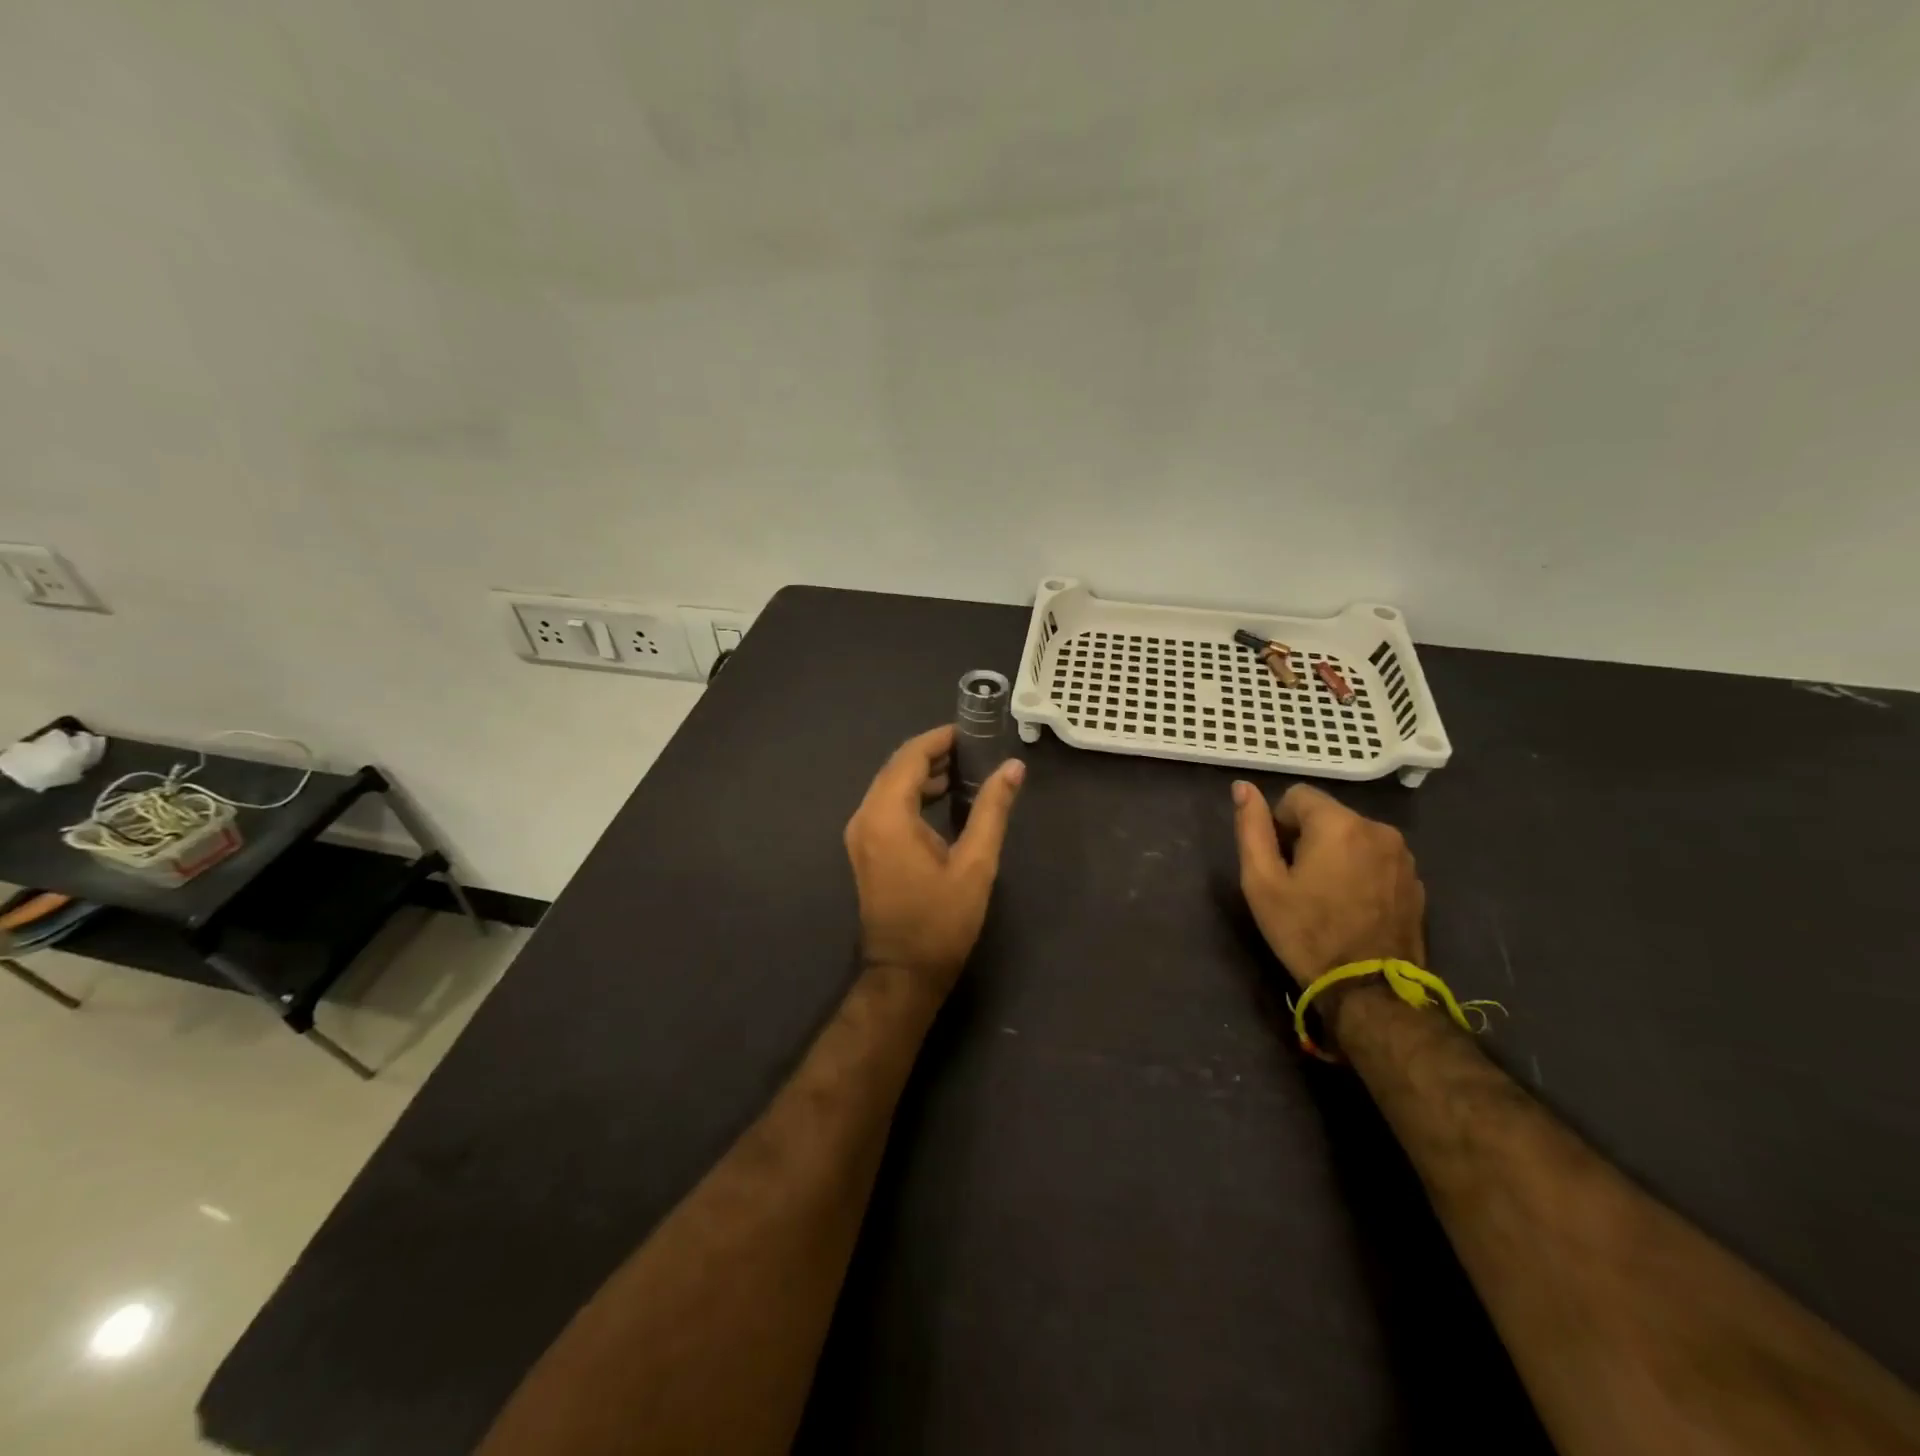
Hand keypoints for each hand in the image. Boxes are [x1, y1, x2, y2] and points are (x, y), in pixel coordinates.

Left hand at [845, 726, 1024, 994]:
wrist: (904, 973)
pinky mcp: (865, 848)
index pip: (910, 757)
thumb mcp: (976, 864)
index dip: (940, 739)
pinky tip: (943, 798)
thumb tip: (1013, 767)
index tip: (971, 731)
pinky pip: (887, 805)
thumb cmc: (942, 921)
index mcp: (887, 816)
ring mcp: (860, 834)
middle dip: (933, 753)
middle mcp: (865, 817)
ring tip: (965, 770)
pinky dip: (912, 794)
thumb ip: (992, 810)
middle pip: (896, 767)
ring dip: (923, 773)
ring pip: (890, 785)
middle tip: (974, 748)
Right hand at [1231, 780, 1425, 987]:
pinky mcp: (1415, 880)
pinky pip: (1376, 858)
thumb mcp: (1262, 882)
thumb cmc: (1306, 932)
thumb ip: (1251, 828)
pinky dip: (1359, 870)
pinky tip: (1351, 906)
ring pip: (1353, 836)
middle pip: (1327, 815)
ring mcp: (1402, 855)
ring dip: (1335, 852)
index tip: (1278, 860)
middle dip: (1308, 838)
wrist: (1369, 990)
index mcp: (1338, 824)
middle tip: (1298, 882)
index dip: (1279, 823)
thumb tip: (1243, 787)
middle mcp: (1377, 828)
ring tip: (1326, 895)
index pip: (1297, 796)